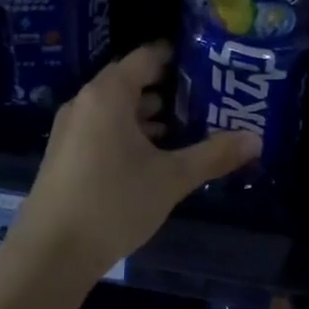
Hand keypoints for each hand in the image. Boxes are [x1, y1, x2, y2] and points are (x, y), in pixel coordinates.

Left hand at [5, 42, 258, 283]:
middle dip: (168, 89)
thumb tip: (256, 139)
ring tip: (187, 127)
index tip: (207, 62)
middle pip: (130, 82)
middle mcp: (85, 103)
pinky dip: (130, 133)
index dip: (176, 57)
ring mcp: (71, 130)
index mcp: (108, 95)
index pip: (145, 58)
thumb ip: (214, 155)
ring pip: (116, 109)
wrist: (51, 252)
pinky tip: (155, 156)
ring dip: (149, 115)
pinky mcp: (66, 155)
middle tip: (207, 98)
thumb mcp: (171, 178)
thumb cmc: (114, 202)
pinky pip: (103, 130)